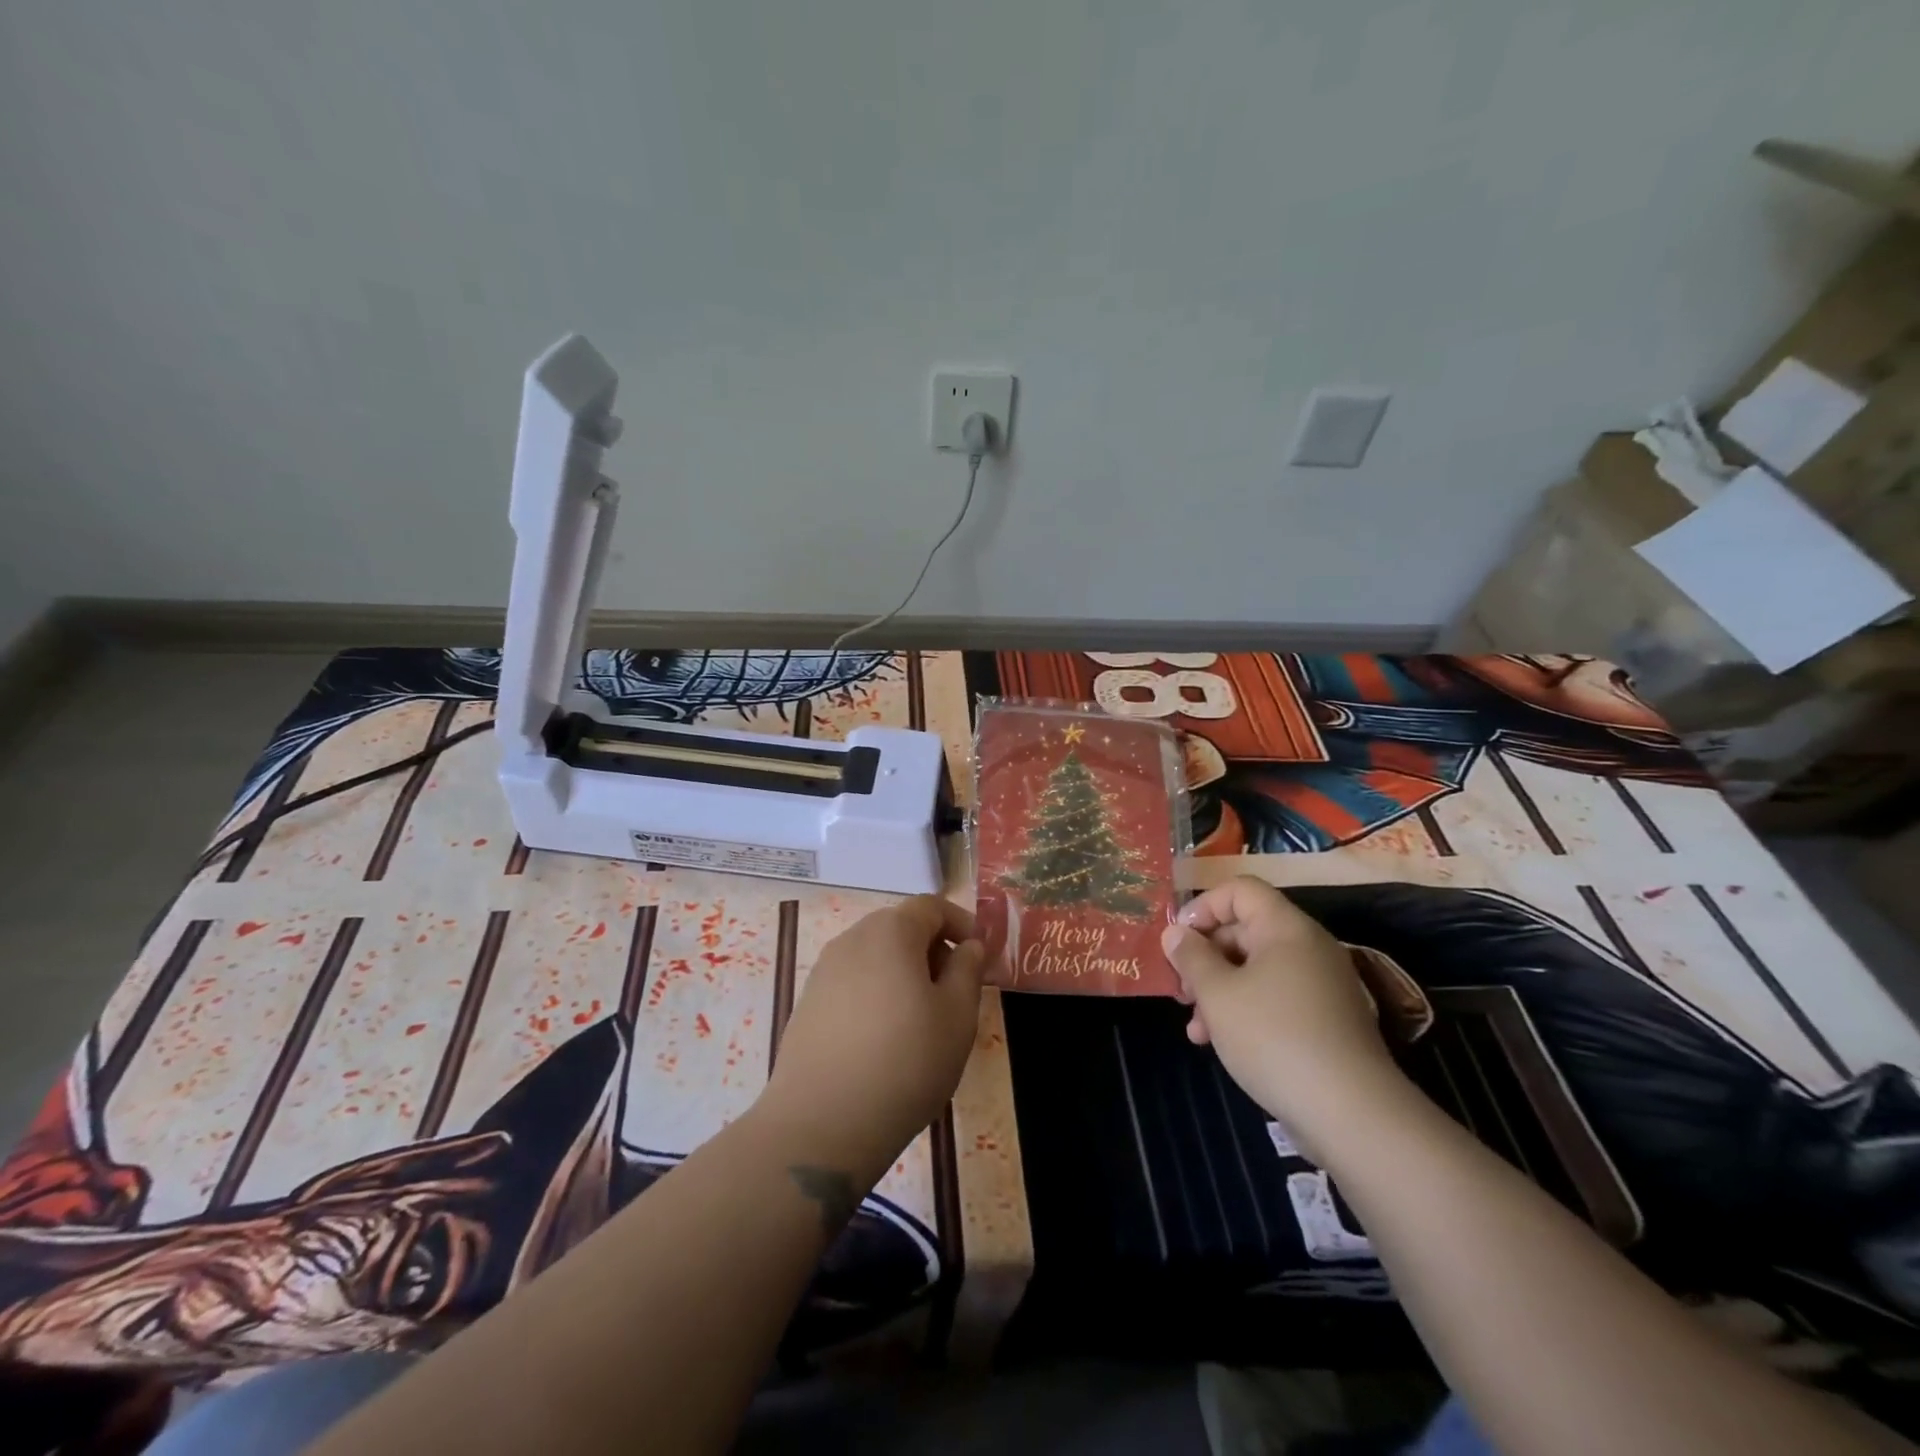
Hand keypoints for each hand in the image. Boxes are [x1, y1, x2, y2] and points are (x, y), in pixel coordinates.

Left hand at [756, 896, 983, 1187]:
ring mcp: (823, 971)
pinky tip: (884, 1039)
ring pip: (875, 956)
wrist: (822, 1123)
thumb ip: (968, 969)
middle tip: (955, 990)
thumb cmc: (906, 1061)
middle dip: (933, 949)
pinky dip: (876, 994)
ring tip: (922, 1019)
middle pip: (900, 927)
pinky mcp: (807, 1004)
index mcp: (891, 931)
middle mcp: (851, 939)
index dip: (961, 922)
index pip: (930, 906)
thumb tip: (969, 945)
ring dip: (904, 972)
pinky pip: (852, 983)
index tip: (980, 954)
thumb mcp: (958, 1016)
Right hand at [1161, 877, 1415, 1157]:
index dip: (1203, 907)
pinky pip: (1275, 997)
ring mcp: (1321, 984)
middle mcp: (1308, 947)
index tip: (1178, 940)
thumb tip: (1176, 933)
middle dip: (1205, 957)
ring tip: (1195, 1027)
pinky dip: (1244, 1010)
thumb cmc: (1273, 1037)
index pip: (1240, 890)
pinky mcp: (1326, 1019)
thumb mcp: (1217, 994)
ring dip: (1219, 989)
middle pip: (1245, 929)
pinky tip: (1219, 1042)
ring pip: (1256, 969)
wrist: (1350, 1113)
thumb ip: (1191, 957)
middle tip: (1180, 989)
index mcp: (1286, 928)